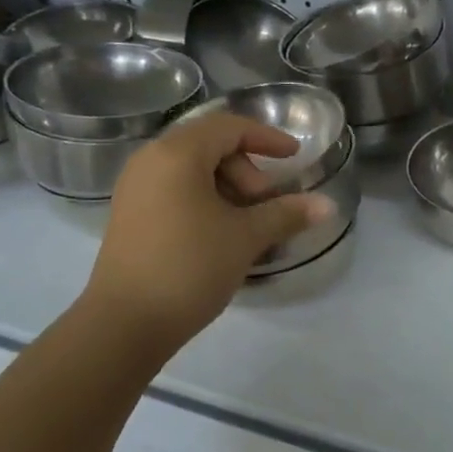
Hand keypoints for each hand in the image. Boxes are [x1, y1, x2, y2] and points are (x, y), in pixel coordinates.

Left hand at [80, 112, 331, 350]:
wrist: (124, 324)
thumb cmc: (189, 267)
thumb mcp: (246, 238)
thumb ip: (286, 214)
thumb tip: (328, 205)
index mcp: (177, 154)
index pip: (229, 127)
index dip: (267, 138)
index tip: (295, 157)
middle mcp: (150, 161)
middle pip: (210, 146)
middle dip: (247, 170)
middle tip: (266, 206)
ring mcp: (136, 189)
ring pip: (193, 170)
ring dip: (228, 189)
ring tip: (248, 226)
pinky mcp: (131, 215)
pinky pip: (176, 191)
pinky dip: (205, 201)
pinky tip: (221, 235)